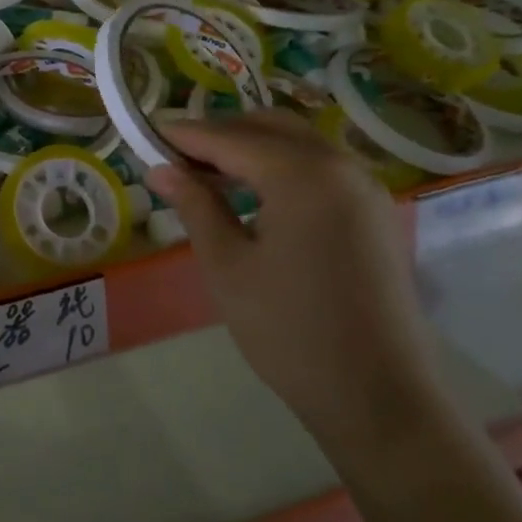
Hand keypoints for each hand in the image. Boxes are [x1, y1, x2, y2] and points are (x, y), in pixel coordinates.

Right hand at [145, 111, 442, 456]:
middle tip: (174, 156)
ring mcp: (366, 190)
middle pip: (270, 127)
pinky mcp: (375, 215)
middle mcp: (342, 167)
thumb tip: (161, 169)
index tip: (145, 134)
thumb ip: (195, 206)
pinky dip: (281, 167)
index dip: (184, 135)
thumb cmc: (287, 329)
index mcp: (303, 176)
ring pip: (299, 144)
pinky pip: (321, 169)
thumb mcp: (226, 265)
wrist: (376, 394)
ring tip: (206, 175)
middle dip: (219, 133)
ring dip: (251, 148)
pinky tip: (254, 196)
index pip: (230, 138)